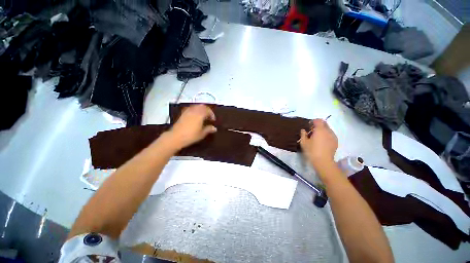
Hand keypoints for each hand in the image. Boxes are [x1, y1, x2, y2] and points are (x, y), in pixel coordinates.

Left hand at [167, 104, 216, 149]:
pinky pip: (190, 108)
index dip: (212, 114)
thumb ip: (209, 129)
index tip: (213, 120)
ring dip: (201, 109)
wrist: (176, 137)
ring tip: (203, 116)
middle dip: (207, 110)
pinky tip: (195, 116)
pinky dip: (195, 110)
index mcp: (200, 114)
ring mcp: (187, 111)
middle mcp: (194, 111)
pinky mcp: (182, 113)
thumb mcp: (202, 134)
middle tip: (209, 116)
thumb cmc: (191, 136)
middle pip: (202, 106)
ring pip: (196, 106)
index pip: (208, 110)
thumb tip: (214, 128)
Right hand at [300, 119, 337, 172]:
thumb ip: (303, 134)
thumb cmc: (311, 151)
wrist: (323, 161)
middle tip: (312, 131)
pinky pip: (330, 135)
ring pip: (328, 129)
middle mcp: (328, 131)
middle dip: (318, 125)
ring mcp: (333, 136)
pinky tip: (322, 142)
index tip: (308, 126)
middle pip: (324, 123)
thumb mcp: (303, 142)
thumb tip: (303, 130)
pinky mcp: (336, 142)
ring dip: (322, 130)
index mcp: (320, 130)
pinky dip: (326, 135)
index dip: (313, 121)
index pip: (318, 120)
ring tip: (317, 137)